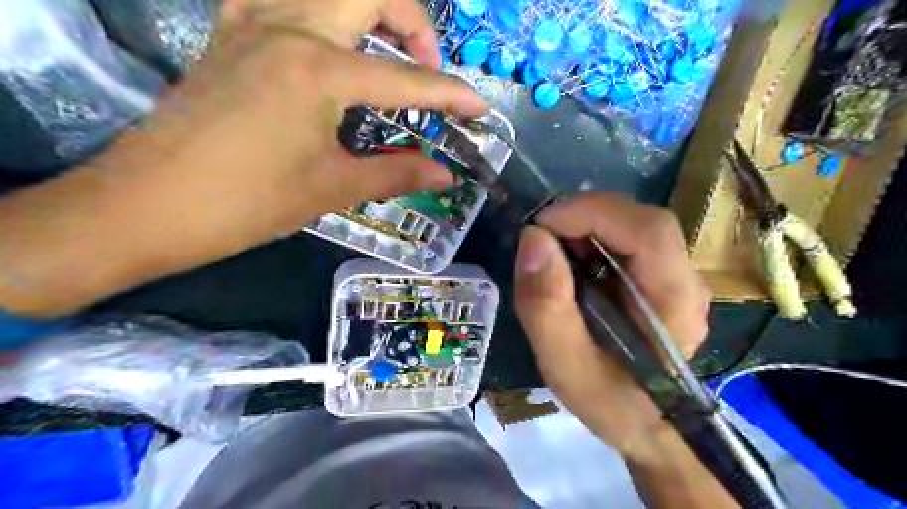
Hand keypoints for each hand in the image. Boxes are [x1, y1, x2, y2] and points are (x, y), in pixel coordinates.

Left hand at [0, 0, 488, 317]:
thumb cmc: (249, 202)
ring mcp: (252, 22)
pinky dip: (311, 4)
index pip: (406, 79)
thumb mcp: (333, 188)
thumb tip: (446, 175)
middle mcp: (290, 29)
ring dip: (367, 6)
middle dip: (414, 22)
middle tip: (427, 65)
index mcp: (320, 72)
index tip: (480, 107)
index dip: (451, 94)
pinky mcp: (229, 32)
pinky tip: (324, 32)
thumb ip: (397, 174)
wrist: (153, 204)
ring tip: (386, 44)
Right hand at [514, 191, 711, 452]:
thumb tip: (533, 238)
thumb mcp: (565, 365)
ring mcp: (677, 276)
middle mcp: (686, 280)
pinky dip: (591, 238)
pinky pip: (627, 239)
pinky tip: (571, 264)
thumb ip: (546, 306)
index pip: (647, 230)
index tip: (540, 227)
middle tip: (541, 240)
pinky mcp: (662, 277)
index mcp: (673, 302)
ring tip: (552, 254)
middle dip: (584, 217)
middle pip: (641, 220)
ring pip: (633, 224)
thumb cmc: (609, 403)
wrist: (647, 426)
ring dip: (585, 226)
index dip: (591, 213)